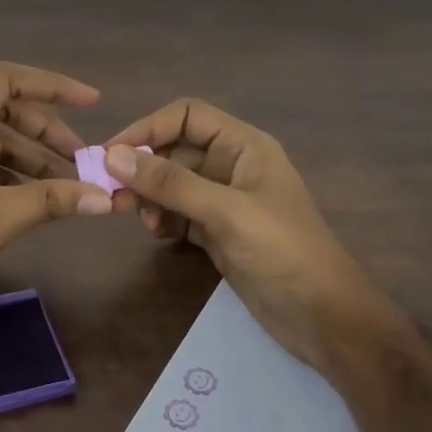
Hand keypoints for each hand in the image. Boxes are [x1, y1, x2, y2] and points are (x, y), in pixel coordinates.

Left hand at [0, 62, 114, 334]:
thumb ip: (52, 200)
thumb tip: (106, 198)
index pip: (2, 81)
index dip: (52, 86)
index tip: (93, 102)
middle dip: (45, 132)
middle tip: (82, 159)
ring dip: (29, 158)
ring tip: (65, 186)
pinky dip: (7, 175)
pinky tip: (33, 198)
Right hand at [102, 100, 398, 368]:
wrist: (321, 315)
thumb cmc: (282, 252)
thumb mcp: (225, 212)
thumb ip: (171, 184)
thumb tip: (113, 156)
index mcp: (244, 146)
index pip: (187, 116)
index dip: (148, 128)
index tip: (110, 154)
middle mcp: (232, 166)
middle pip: (175, 150)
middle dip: (142, 168)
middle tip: (111, 194)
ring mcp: (224, 202)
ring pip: (173, 184)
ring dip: (149, 195)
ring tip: (134, 217)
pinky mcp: (218, 232)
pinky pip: (179, 213)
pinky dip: (162, 219)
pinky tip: (157, 233)